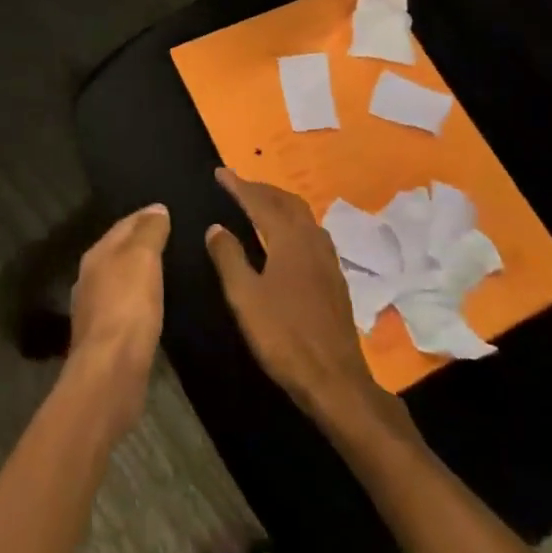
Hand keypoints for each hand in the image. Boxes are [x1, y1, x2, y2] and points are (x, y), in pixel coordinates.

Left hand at [67, 204, 170, 434]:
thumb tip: (156, 208)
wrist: (111, 372)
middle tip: (172, 239)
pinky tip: (155, 306)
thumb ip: (149, 232)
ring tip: (168, 271)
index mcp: (96, 255)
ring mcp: (94, 310)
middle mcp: (90, 279)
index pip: (123, 225)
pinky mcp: (105, 339)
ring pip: (120, 280)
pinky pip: (125, 308)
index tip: (168, 212)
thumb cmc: (128, 307)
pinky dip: (139, 300)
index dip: (145, 216)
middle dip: (141, 244)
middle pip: (119, 252)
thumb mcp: (142, 258)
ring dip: (139, 274)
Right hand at [205, 169, 386, 426]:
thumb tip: (216, 227)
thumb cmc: (284, 336)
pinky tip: (287, 239)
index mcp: (289, 239)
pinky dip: (293, 223)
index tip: (220, 172)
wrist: (335, 380)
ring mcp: (328, 259)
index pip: (260, 202)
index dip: (238, 185)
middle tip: (238, 185)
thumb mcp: (244, 298)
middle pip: (286, 202)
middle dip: (261, 189)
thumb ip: (229, 258)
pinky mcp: (335, 278)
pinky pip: (311, 233)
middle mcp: (312, 240)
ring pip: (303, 216)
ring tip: (260, 205)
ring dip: (280, 204)